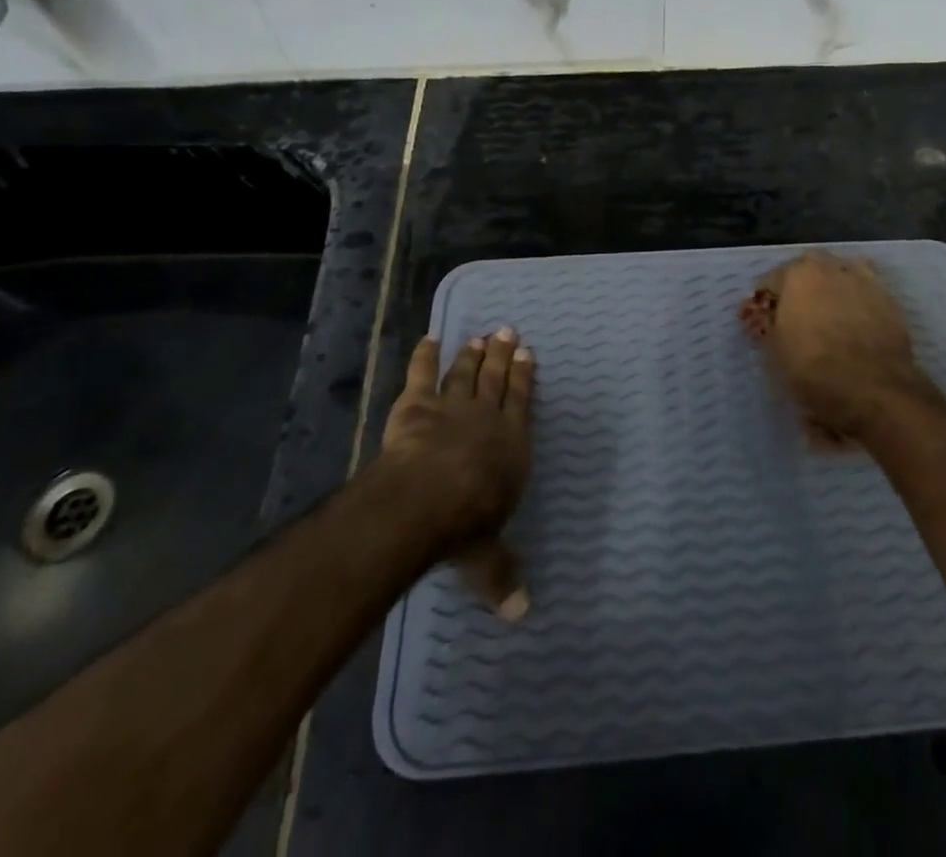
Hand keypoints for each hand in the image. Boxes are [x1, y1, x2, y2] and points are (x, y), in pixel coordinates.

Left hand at [380, 329, 534, 619]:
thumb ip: (502, 576)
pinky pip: (422, 373)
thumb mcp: (488, 557)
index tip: (528, 354)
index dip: (525, 377)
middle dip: (503, 355)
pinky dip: (424, 355)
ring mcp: (452, 406)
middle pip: (496, 379)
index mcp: (511, 445)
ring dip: (472, 354)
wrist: (428, 498)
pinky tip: (428, 338)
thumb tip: (522, 615)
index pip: (522, 403)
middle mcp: (487, 418)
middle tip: (508, 331)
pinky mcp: (417, 405)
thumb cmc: (467, 524)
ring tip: (479, 337)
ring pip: (466, 373)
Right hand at [740, 251, 939, 445]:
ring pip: (841, 271)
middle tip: (797, 312)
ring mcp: (862, 279)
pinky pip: (866, 288)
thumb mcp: (775, 353)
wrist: (871, 387)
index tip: (764, 320)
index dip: (766, 302)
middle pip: (808, 268)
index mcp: (797, 276)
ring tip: (829, 310)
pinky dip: (858, 296)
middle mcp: (830, 268)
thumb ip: (769, 328)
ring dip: (832, 284)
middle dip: (800, 285)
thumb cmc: (813, 369)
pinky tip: (856, 316)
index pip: (771, 280)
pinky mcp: (888, 297)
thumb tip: (769, 321)